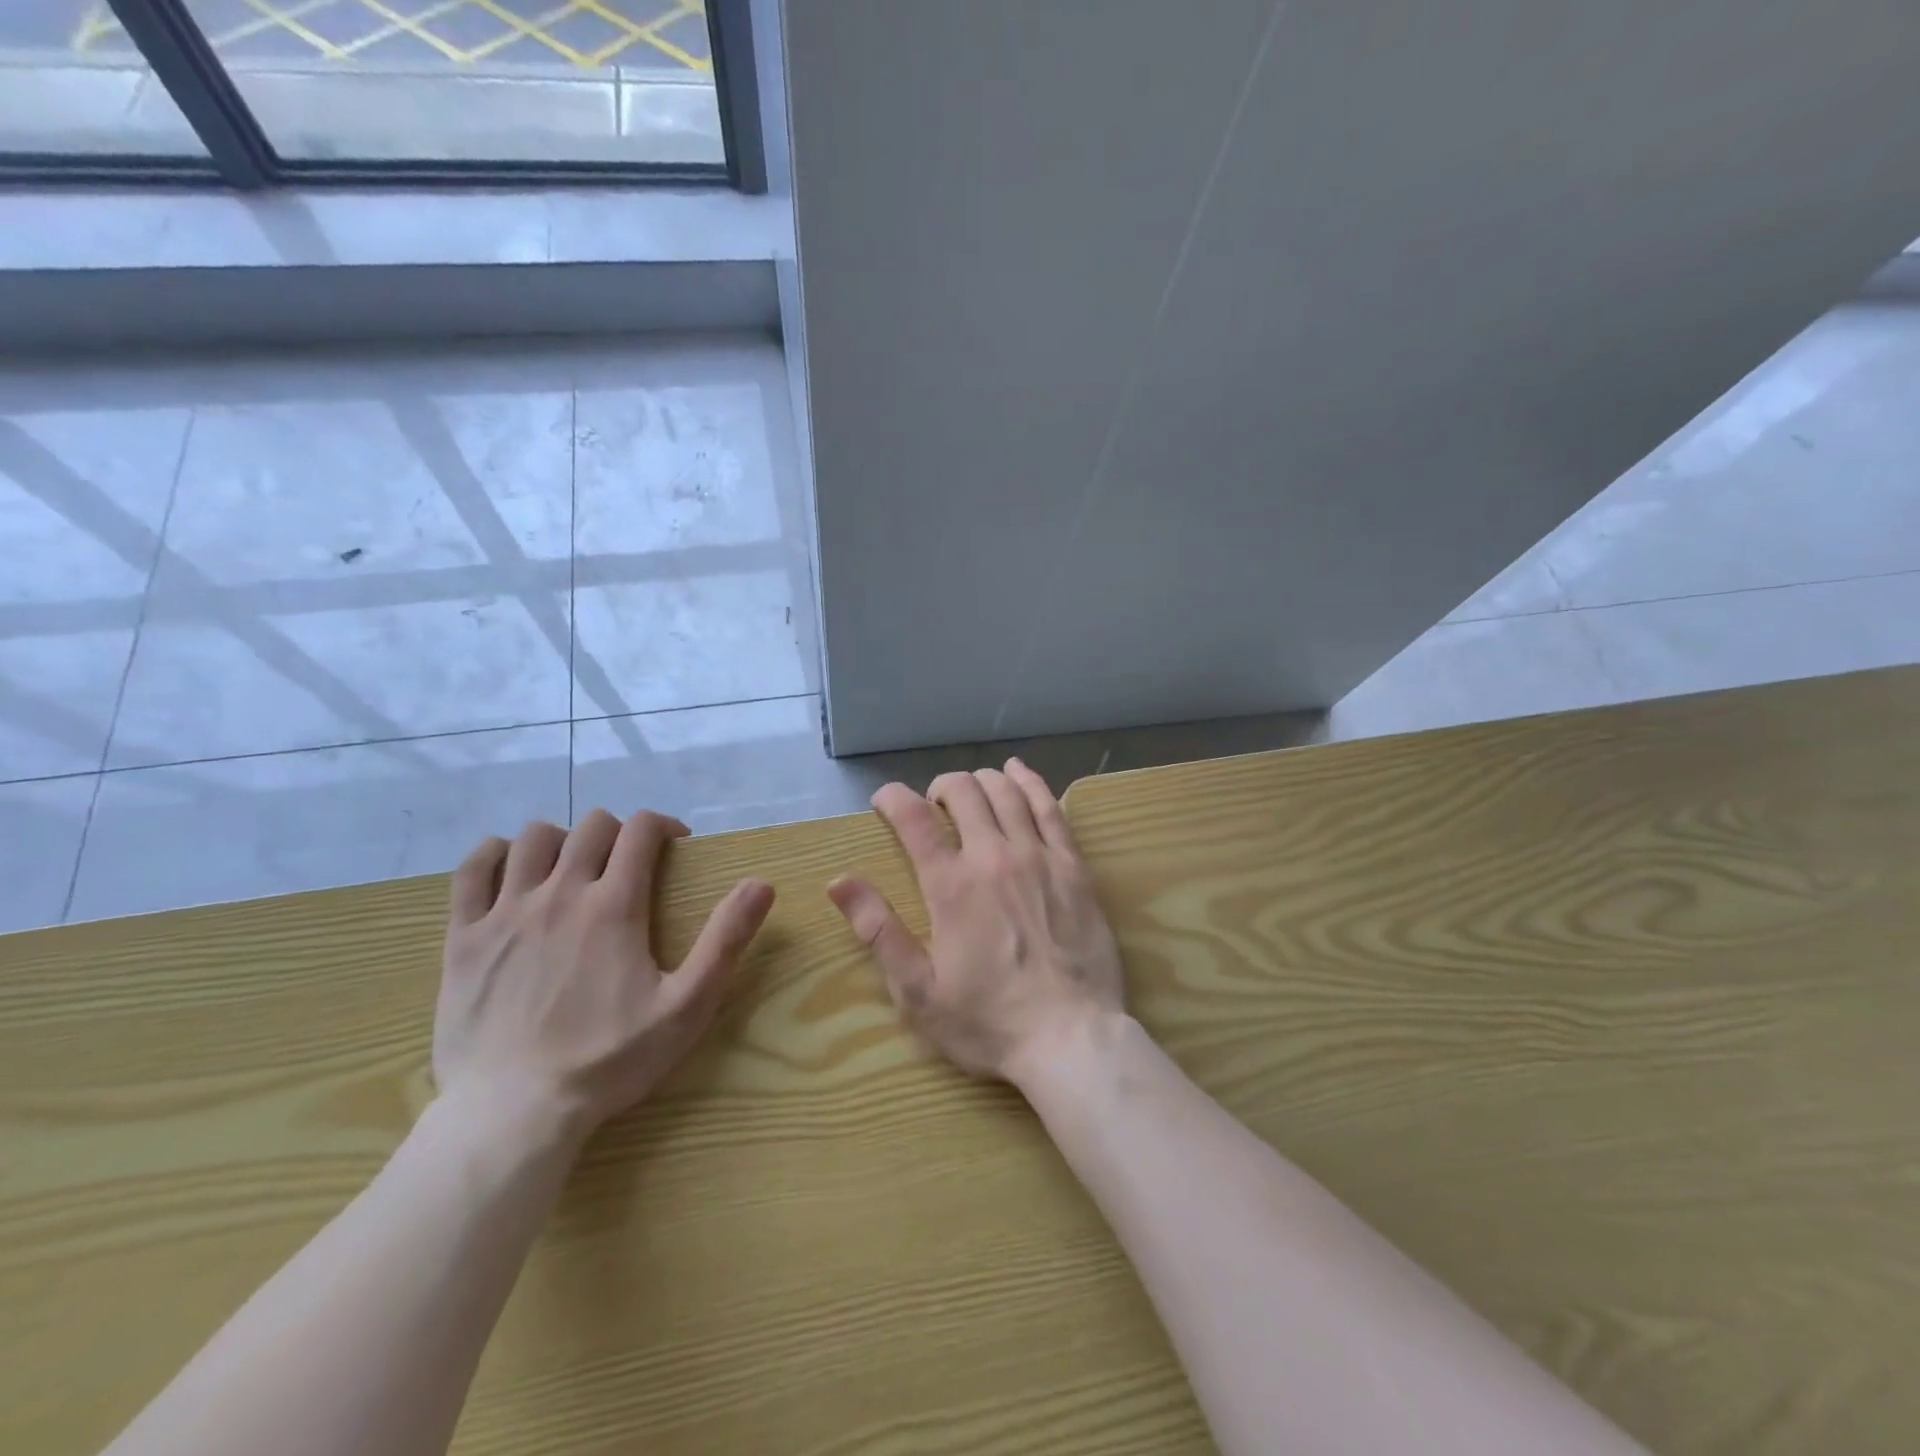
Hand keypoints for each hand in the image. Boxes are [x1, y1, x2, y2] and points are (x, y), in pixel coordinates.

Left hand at [435, 810, 773, 1141]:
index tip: (675, 844)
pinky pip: (472, 869)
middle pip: (591, 826)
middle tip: (628, 863)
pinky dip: (494, 855)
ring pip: (533, 838)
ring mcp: (505, 912)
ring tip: (573, 868)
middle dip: (618, 831)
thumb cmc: (608, 1060)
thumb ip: (725, 941)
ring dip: (562, 840)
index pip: (640, 830)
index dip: (663, 825)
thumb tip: (761, 884)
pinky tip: (511, 872)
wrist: (514, 1113)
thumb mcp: (686, 1006)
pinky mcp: (463, 937)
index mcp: (614, 905)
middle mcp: (560, 893)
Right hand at [828, 758, 1126, 1085]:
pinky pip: (1050, 808)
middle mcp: (994, 856)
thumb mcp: (918, 991)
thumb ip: (878, 931)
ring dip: (981, 780)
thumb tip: (838, 882)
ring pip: (1006, 792)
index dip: (893, 799)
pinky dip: (1031, 782)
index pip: (915, 819)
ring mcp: (1039, 856)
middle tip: (932, 806)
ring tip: (970, 790)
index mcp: (951, 886)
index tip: (884, 801)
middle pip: (963, 792)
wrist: (1071, 1038)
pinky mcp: (1074, 866)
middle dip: (940, 787)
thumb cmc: (988, 1021)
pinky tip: (1018, 772)